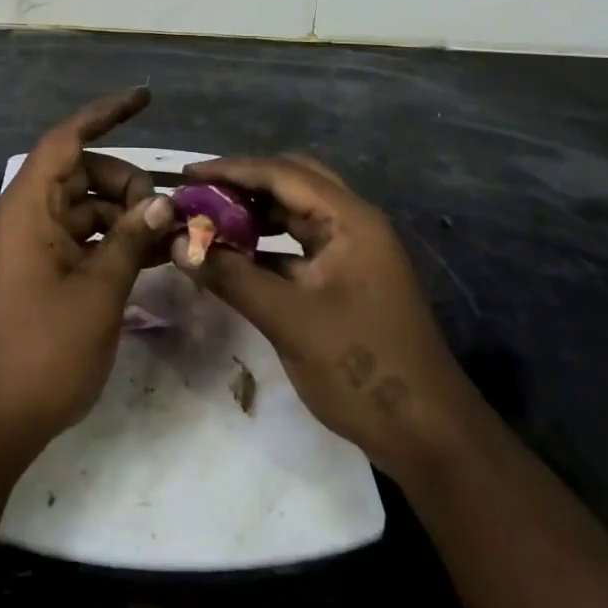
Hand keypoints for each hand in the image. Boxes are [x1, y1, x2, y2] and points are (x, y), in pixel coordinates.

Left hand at [0, 88, 175, 450]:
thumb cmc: (42, 350)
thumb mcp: (98, 292)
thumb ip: (129, 240)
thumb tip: (159, 205)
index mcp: (28, 207)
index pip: (67, 139)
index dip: (105, 113)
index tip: (144, 98)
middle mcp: (25, 216)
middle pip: (81, 173)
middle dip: (125, 183)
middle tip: (163, 215)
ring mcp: (30, 245)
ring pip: (84, 207)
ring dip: (123, 215)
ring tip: (167, 237)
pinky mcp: (37, 272)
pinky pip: (79, 238)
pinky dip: (110, 241)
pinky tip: (149, 256)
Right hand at [172, 153, 467, 469]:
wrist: (429, 437)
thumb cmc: (360, 368)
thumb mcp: (287, 320)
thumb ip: (231, 276)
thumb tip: (179, 244)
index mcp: (349, 219)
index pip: (281, 173)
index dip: (230, 170)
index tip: (186, 175)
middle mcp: (354, 223)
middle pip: (292, 181)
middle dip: (244, 185)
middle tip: (200, 195)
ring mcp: (354, 251)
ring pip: (297, 213)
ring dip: (255, 213)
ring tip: (211, 222)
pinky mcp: (349, 279)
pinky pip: (301, 245)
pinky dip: (269, 244)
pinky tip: (238, 257)